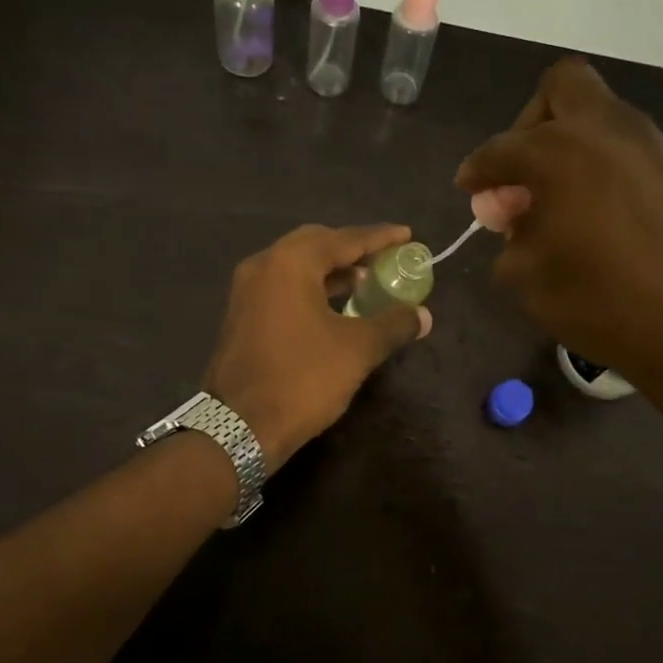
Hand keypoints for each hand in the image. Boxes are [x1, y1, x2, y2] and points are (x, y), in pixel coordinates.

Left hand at [202, 224, 431, 470]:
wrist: (238, 426)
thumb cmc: (302, 379)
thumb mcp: (357, 350)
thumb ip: (393, 324)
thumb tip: (423, 315)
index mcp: (290, 263)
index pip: (344, 239)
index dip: (379, 237)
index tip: (407, 235)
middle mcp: (263, 266)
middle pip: (315, 244)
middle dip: (352, 249)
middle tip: (384, 258)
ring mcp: (247, 291)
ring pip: (296, 267)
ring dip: (332, 270)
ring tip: (366, 282)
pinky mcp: (242, 315)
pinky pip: (283, 287)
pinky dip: (312, 288)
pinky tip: (335, 307)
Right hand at [455, 56, 662, 399]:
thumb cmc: (608, 306)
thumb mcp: (532, 284)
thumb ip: (512, 240)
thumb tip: (515, 221)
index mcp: (558, 154)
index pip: (500, 149)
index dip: (477, 170)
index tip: (470, 189)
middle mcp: (607, 131)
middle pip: (560, 88)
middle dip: (530, 124)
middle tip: (525, 174)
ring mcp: (654, 144)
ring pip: (601, 117)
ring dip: (572, 147)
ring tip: (564, 206)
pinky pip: (630, 149)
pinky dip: (606, 169)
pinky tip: (606, 219)